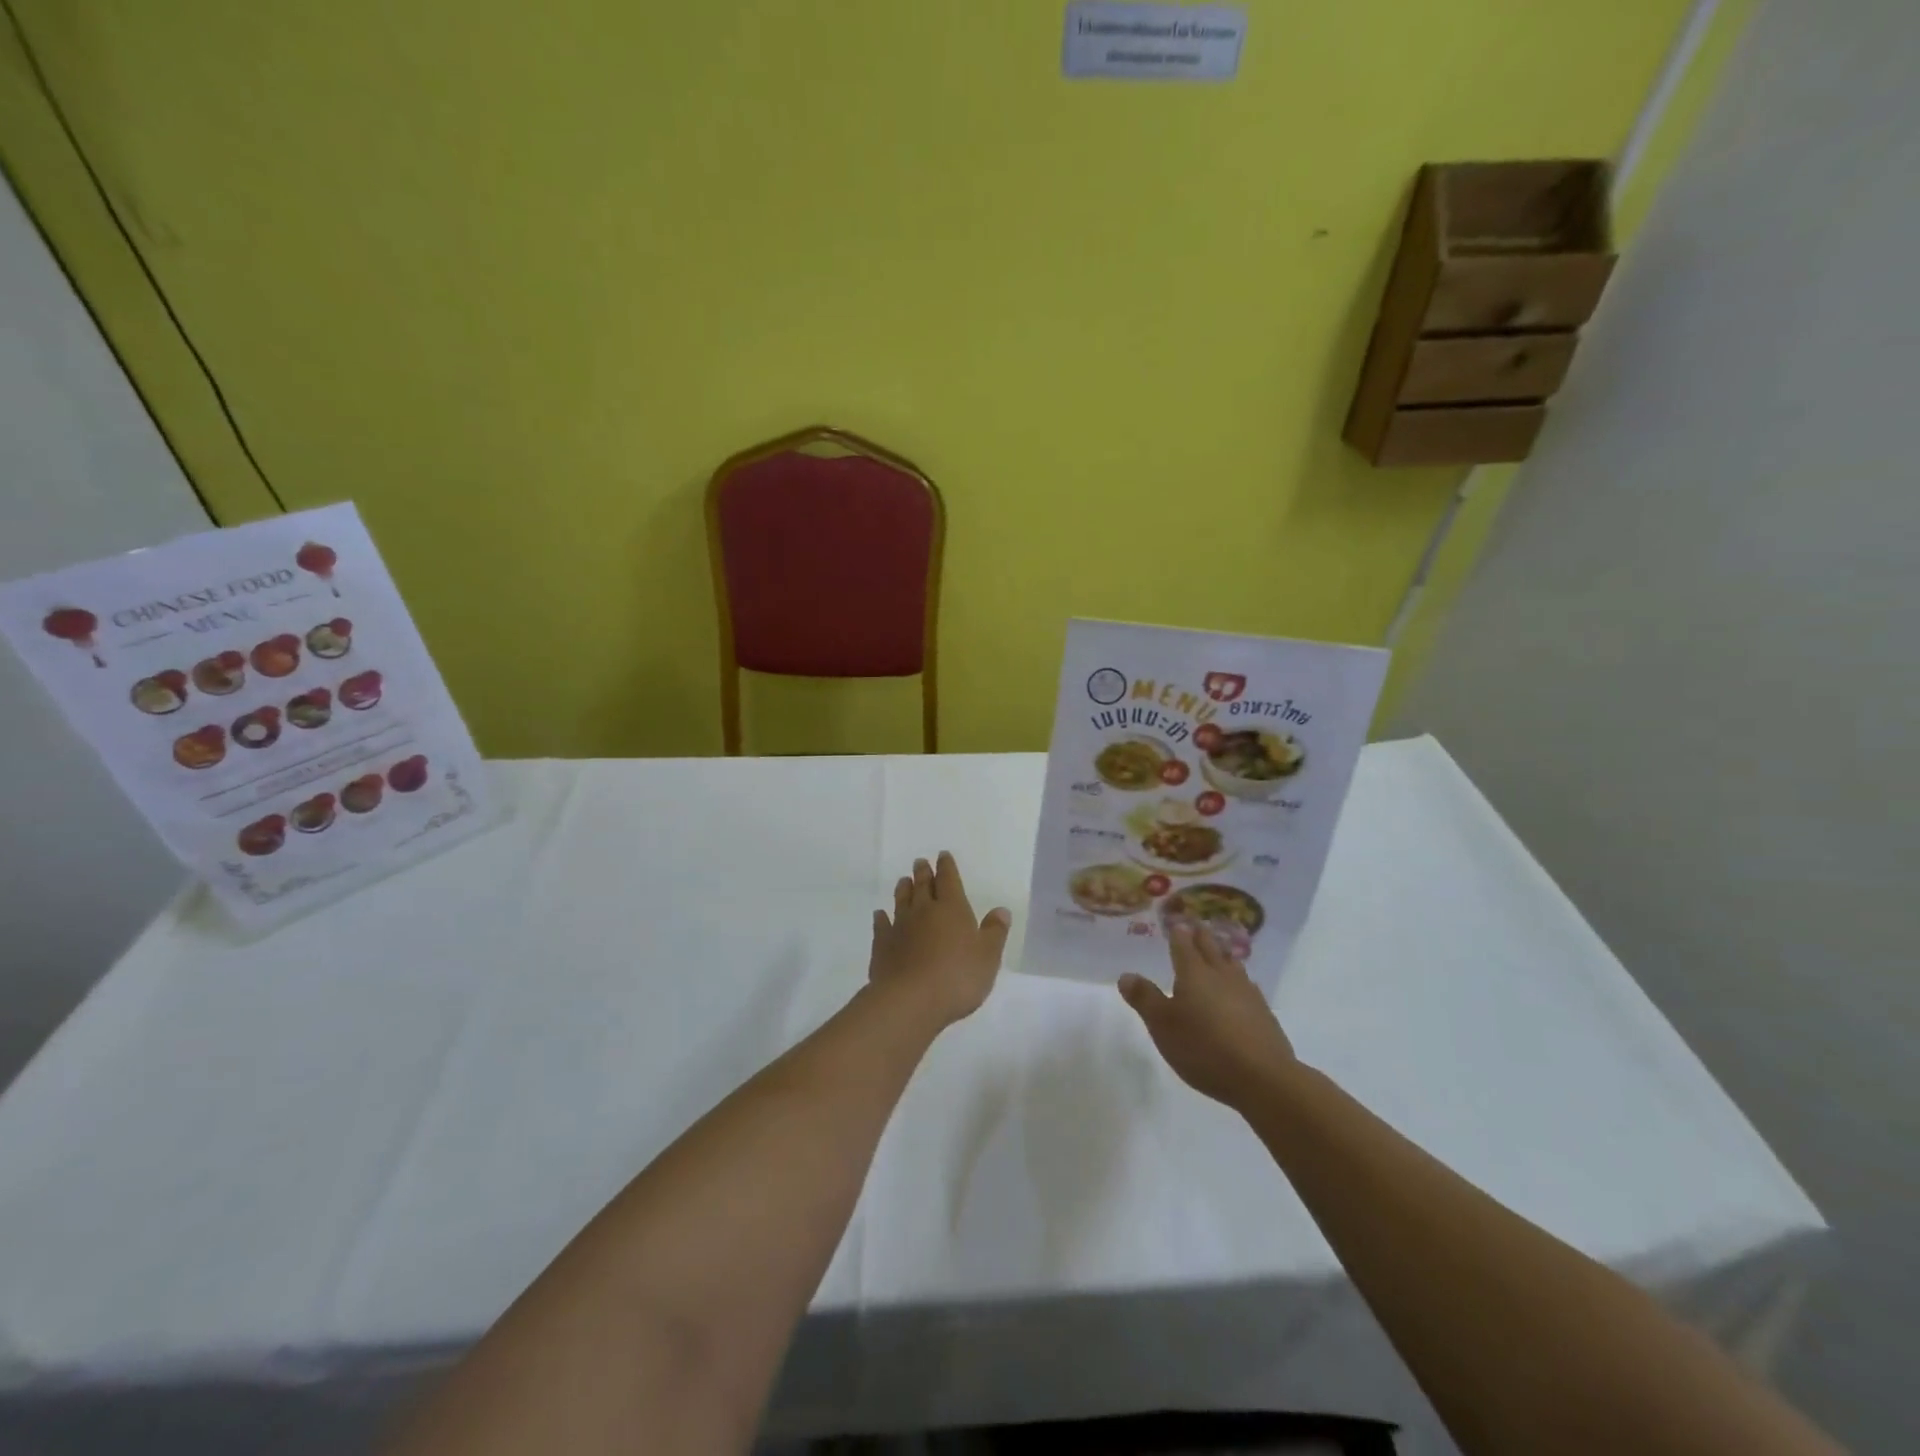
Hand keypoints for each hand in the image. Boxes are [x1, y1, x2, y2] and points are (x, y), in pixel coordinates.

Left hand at [869, 852, 1011, 1027]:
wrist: (910, 1000)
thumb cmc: (957, 977)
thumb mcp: (988, 957)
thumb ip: (994, 932)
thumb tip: (1001, 910)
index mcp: (952, 908)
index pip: (949, 880)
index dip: (947, 867)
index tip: (942, 855)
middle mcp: (923, 911)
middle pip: (923, 886)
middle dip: (923, 873)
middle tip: (920, 862)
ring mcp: (900, 927)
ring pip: (901, 901)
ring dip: (903, 890)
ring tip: (903, 880)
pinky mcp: (882, 946)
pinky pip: (881, 926)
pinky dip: (881, 918)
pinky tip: (879, 915)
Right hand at [1118, 924, 1297, 1108]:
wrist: (1262, 1077)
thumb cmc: (1203, 1048)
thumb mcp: (1162, 1025)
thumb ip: (1144, 998)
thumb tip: (1126, 974)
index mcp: (1193, 973)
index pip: (1183, 944)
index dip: (1178, 932)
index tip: (1176, 922)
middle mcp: (1221, 975)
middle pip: (1210, 948)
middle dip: (1201, 936)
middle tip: (1196, 925)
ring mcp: (1246, 992)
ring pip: (1232, 964)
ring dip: (1223, 954)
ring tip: (1219, 951)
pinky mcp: (1264, 1013)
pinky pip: (1248, 985)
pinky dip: (1239, 980)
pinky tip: (1241, 989)